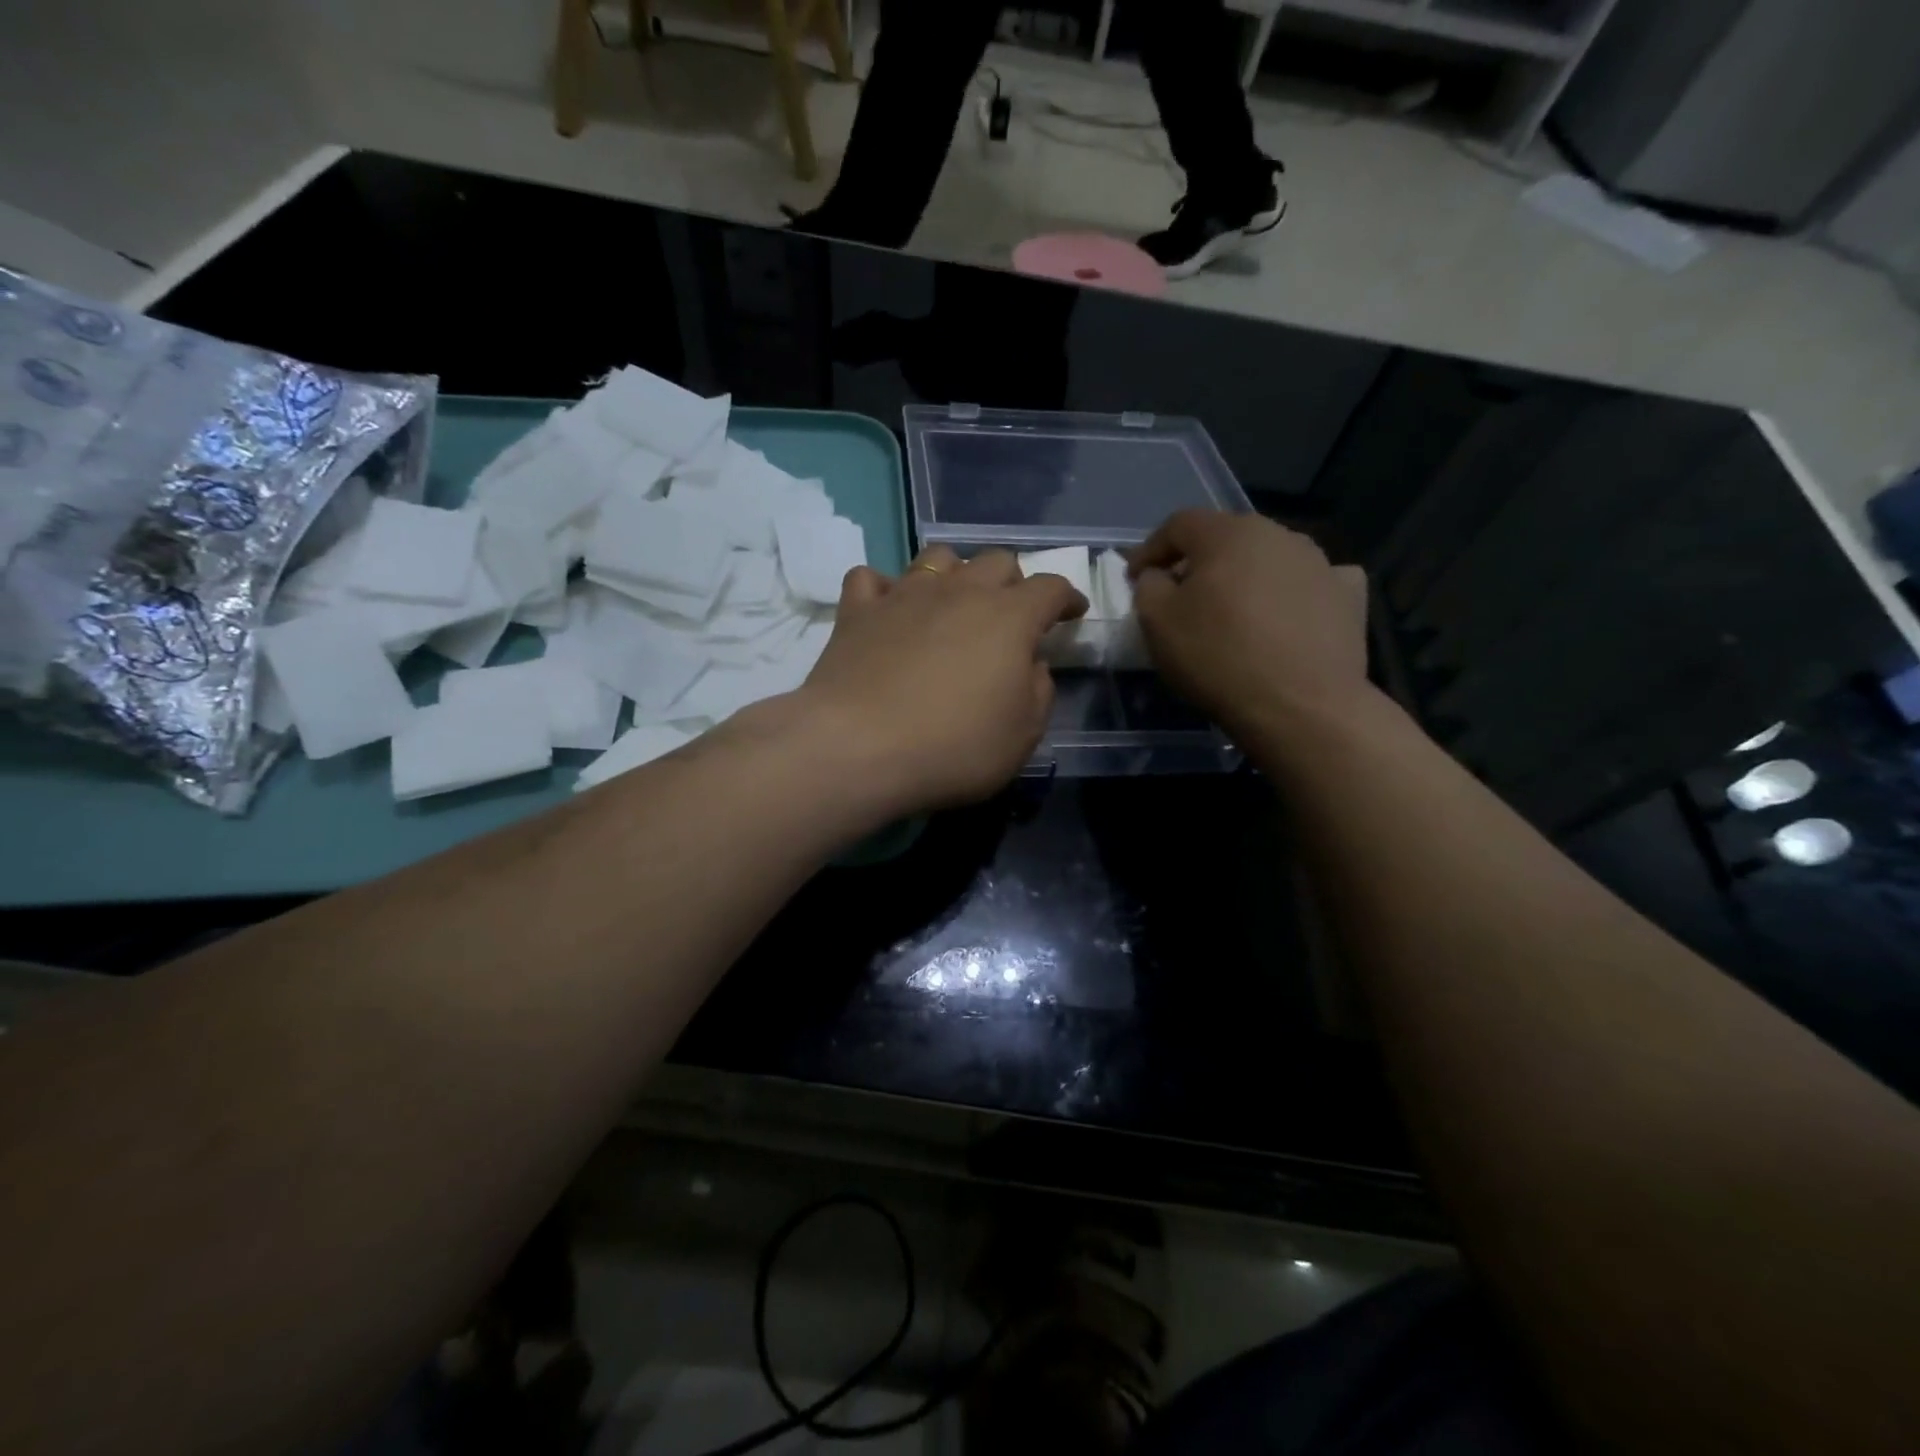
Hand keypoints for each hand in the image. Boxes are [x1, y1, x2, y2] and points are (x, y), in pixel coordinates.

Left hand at [794, 546, 1085, 813]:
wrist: (858, 747)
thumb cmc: (953, 747)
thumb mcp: (1022, 735)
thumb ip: (1037, 691)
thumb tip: (1030, 664)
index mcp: (1009, 617)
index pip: (1050, 587)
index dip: (1066, 597)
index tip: (1072, 612)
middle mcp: (959, 591)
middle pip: (996, 561)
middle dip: (1012, 582)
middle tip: (1010, 615)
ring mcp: (904, 596)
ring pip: (937, 557)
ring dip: (954, 573)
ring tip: (952, 602)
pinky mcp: (857, 611)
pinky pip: (871, 579)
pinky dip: (884, 589)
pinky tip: (888, 609)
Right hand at [1129, 510, 1373, 744]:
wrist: (1301, 706)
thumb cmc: (1218, 658)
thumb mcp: (1157, 623)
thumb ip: (1148, 587)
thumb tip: (1158, 576)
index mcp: (1228, 533)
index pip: (1179, 525)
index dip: (1150, 550)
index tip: (1134, 579)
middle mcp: (1278, 534)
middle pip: (1227, 539)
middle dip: (1198, 563)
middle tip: (1181, 596)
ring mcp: (1320, 562)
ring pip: (1269, 559)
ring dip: (1245, 577)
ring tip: (1233, 612)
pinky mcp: (1349, 595)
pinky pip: (1311, 583)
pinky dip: (1293, 592)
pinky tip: (1287, 615)